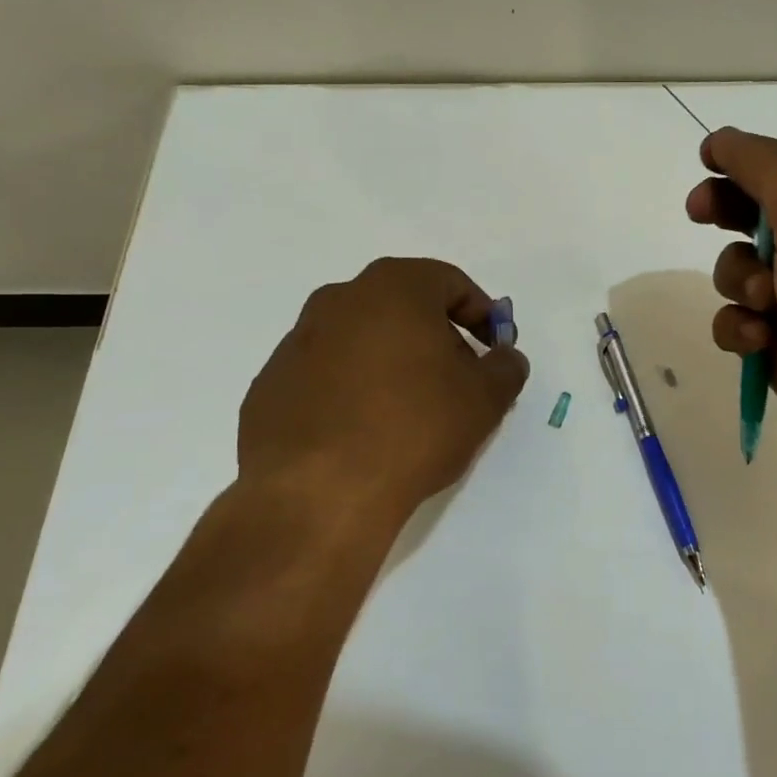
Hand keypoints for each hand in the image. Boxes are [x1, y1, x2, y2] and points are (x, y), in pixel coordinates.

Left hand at [236, 257, 529, 536]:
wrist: (317, 494)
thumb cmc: (414, 427)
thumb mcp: (484, 399)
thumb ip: (506, 368)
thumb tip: (505, 358)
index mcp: (393, 287)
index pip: (450, 283)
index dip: (482, 314)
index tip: (494, 349)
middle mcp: (339, 300)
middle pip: (403, 306)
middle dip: (437, 337)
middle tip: (457, 380)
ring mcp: (297, 341)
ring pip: (361, 339)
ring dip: (391, 363)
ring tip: (409, 412)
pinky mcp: (270, 384)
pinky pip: (326, 375)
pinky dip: (351, 390)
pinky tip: (364, 433)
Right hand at [687, 128, 776, 516]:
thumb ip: (766, 170)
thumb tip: (725, 139)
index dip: (746, 159)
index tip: (704, 160)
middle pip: (763, 214)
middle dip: (730, 213)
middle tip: (700, 213)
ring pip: (744, 271)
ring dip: (739, 281)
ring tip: (763, 304)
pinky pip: (743, 322)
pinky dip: (741, 329)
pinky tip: (758, 345)